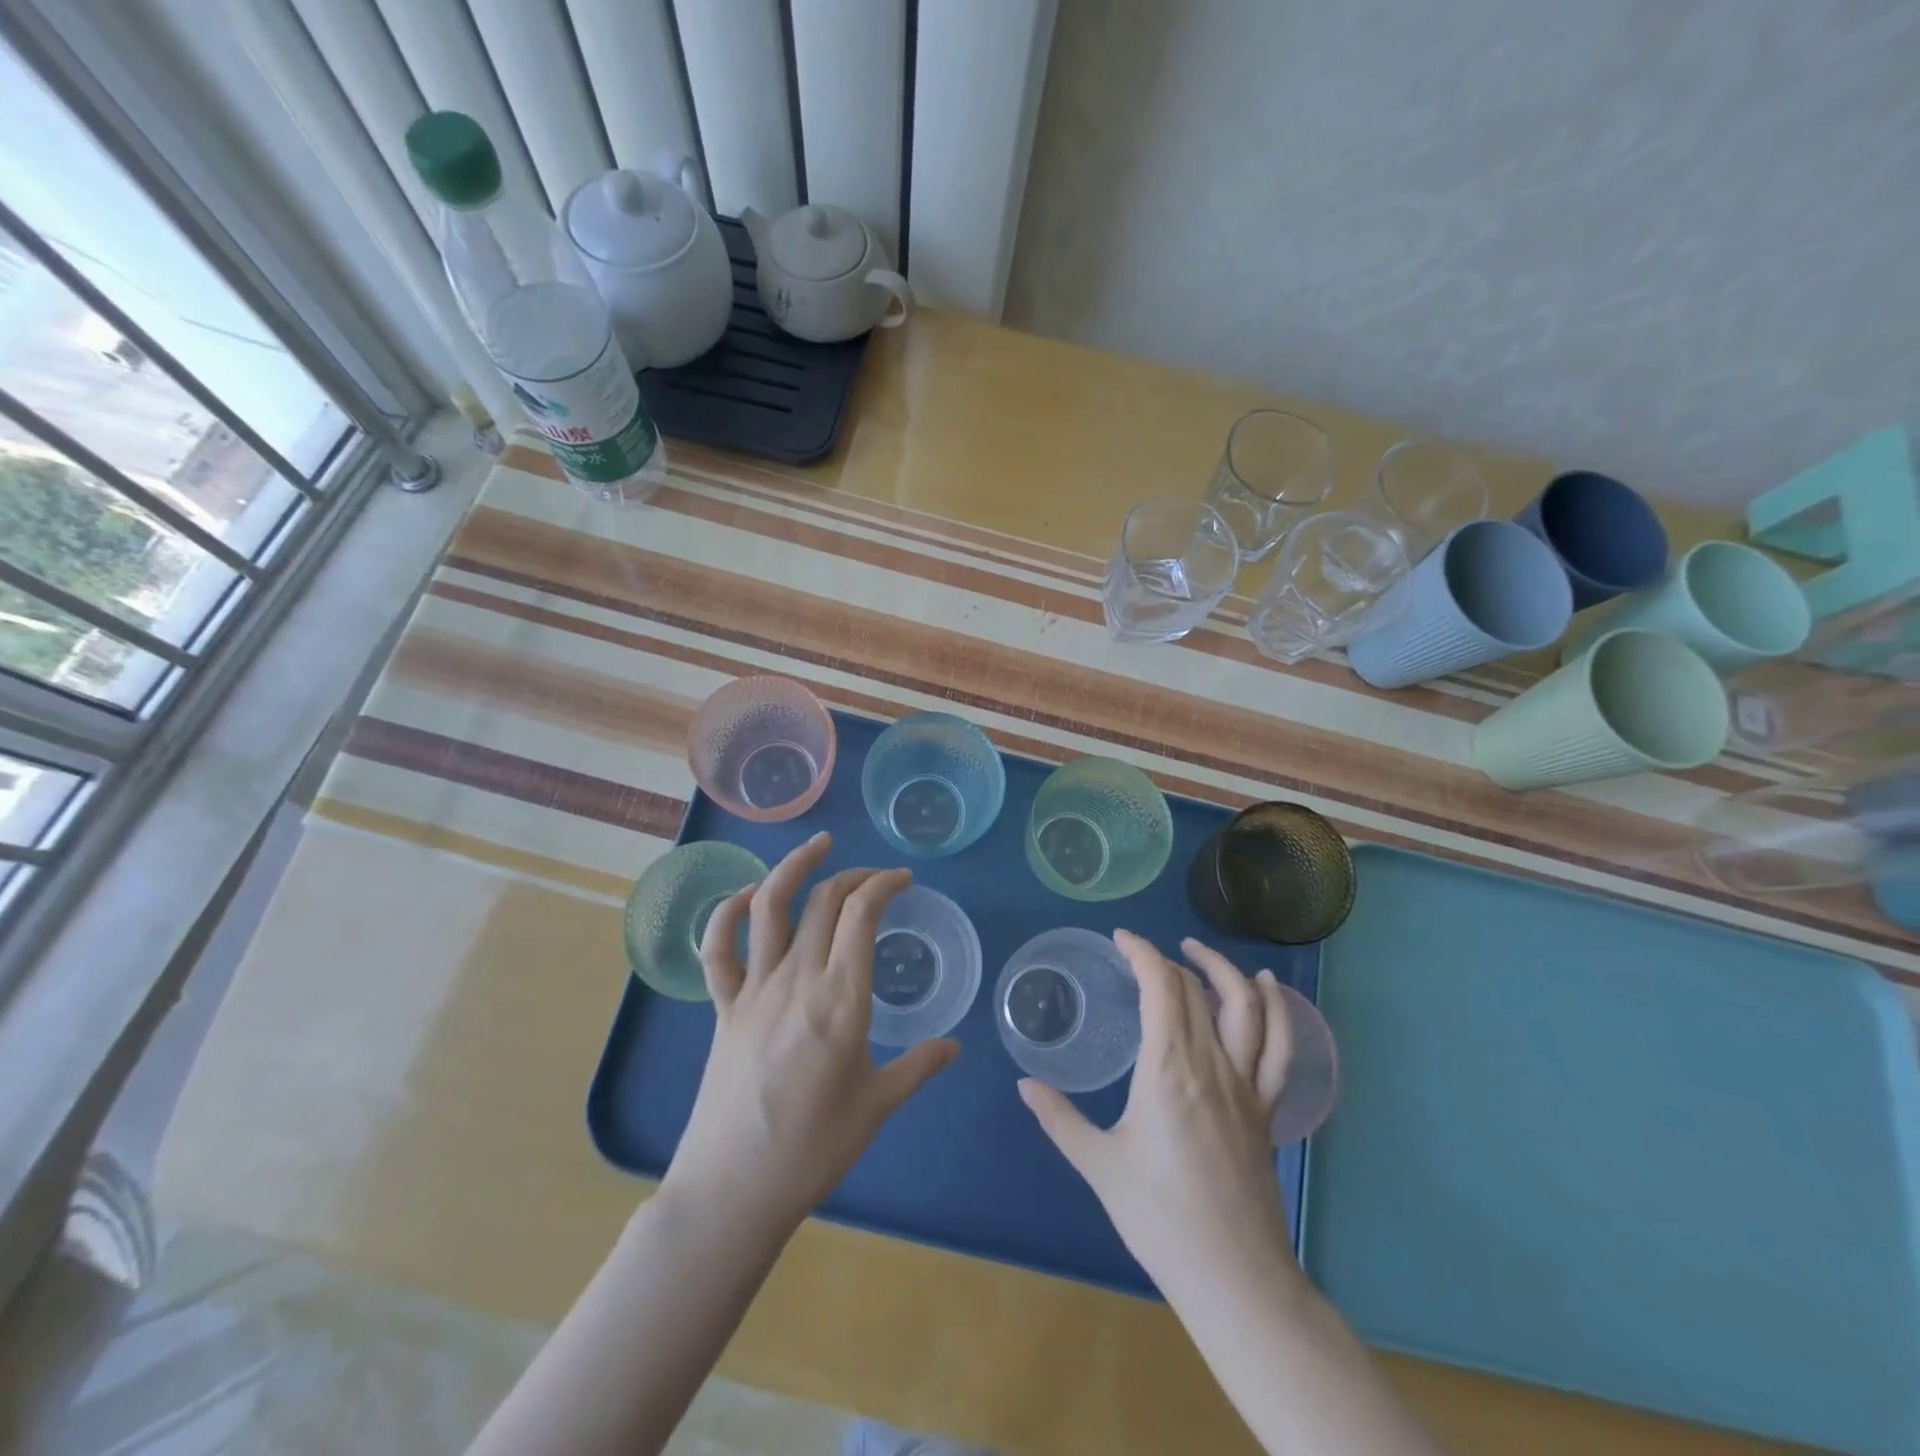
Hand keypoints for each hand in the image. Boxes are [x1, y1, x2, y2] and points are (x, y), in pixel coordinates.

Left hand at [662, 833, 958, 1242]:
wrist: (734, 1190)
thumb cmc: (814, 1150)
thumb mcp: (878, 1107)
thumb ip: (919, 1067)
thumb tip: (954, 1046)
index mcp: (841, 999)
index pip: (863, 914)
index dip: (884, 884)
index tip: (904, 881)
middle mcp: (797, 980)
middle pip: (824, 900)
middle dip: (854, 875)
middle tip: (876, 877)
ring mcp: (754, 990)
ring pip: (769, 907)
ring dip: (793, 867)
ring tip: (817, 846)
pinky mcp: (724, 1008)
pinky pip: (718, 950)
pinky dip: (727, 914)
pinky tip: (747, 897)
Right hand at [1019, 931, 1295, 1292]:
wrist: (1234, 1278)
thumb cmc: (1160, 1220)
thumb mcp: (1100, 1166)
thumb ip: (1060, 1119)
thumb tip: (1024, 1085)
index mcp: (1169, 1070)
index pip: (1161, 988)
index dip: (1142, 953)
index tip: (1121, 938)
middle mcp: (1212, 1065)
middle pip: (1195, 991)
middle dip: (1167, 960)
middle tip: (1140, 956)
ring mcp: (1246, 1085)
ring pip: (1245, 1007)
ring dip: (1222, 970)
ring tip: (1197, 951)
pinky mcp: (1266, 1108)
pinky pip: (1279, 1047)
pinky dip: (1276, 1009)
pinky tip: (1264, 987)